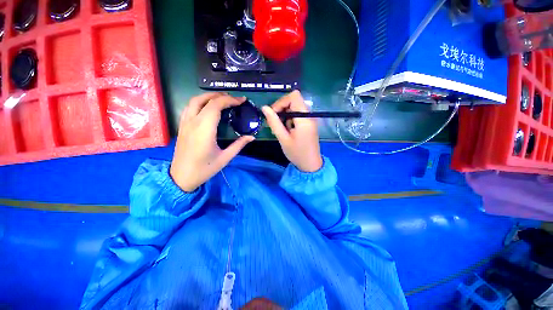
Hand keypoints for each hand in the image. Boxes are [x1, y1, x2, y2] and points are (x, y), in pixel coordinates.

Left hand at [170, 93, 254, 191]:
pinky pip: (189, 107)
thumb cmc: (205, 169)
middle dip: (220, 95)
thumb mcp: (225, 158)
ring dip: (208, 96)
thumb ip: (239, 145)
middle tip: (233, 99)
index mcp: (204, 129)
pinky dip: (200, 102)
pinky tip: (207, 107)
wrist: (181, 177)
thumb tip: (252, 137)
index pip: (216, 105)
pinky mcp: (181, 126)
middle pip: (204, 99)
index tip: (242, 101)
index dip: (230, 100)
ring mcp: (185, 123)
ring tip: (222, 99)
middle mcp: (193, 122)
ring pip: (194, 101)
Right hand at [262, 90, 322, 171]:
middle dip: (282, 108)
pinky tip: (287, 130)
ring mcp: (310, 119)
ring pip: (295, 107)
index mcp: (304, 119)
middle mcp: (309, 115)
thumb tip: (264, 108)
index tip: (273, 114)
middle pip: (294, 100)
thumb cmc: (297, 153)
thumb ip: (274, 122)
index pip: (294, 96)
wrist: (310, 164)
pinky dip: (290, 118)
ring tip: (281, 128)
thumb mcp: (283, 139)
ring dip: (285, 114)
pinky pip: (298, 114)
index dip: (281, 102)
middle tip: (275, 122)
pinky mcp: (309, 123)